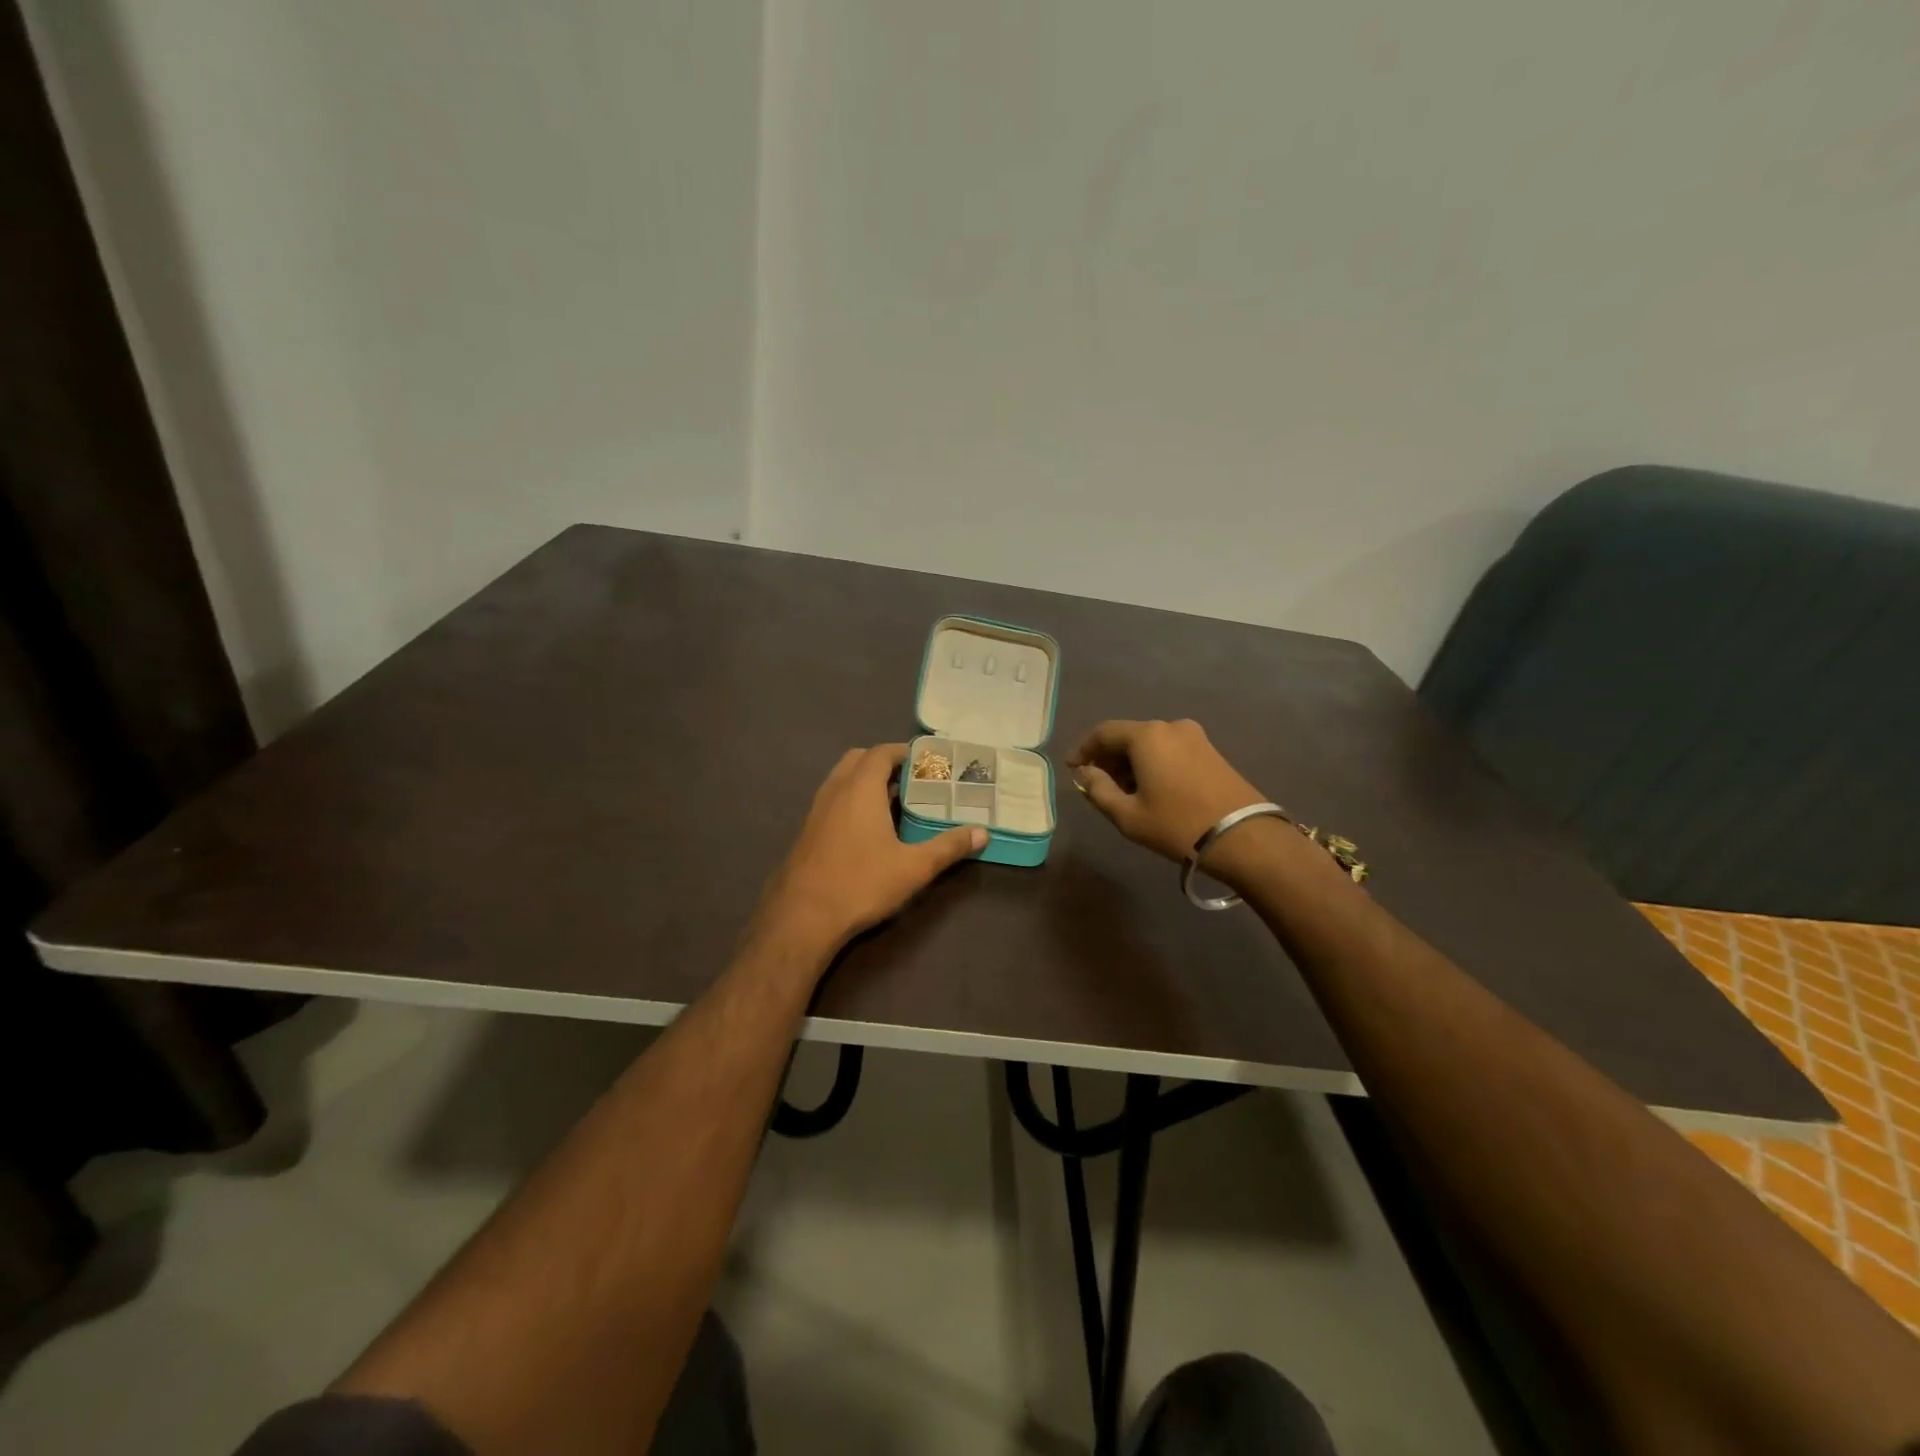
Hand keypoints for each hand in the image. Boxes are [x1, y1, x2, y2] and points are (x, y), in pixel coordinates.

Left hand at [755, 744, 984, 955]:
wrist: (802, 916)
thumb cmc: (862, 883)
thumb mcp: (914, 867)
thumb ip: (948, 846)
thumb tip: (982, 833)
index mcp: (861, 788)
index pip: (882, 752)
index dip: (905, 752)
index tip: (928, 762)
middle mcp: (836, 789)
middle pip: (859, 759)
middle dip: (885, 762)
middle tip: (912, 780)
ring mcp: (817, 809)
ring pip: (842, 778)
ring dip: (866, 780)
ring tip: (893, 801)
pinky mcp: (808, 830)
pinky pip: (833, 798)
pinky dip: (851, 798)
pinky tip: (867, 828)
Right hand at [1067, 719, 1266, 864]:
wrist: (1245, 837)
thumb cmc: (1177, 825)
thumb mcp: (1128, 815)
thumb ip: (1098, 790)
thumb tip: (1085, 773)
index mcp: (1146, 736)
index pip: (1103, 732)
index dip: (1084, 749)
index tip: (1073, 768)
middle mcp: (1170, 727)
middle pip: (1128, 736)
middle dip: (1108, 757)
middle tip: (1097, 783)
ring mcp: (1195, 737)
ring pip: (1150, 744)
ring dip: (1131, 762)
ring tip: (1123, 791)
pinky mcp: (1211, 751)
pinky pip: (1170, 750)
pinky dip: (1153, 763)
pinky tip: (1151, 789)